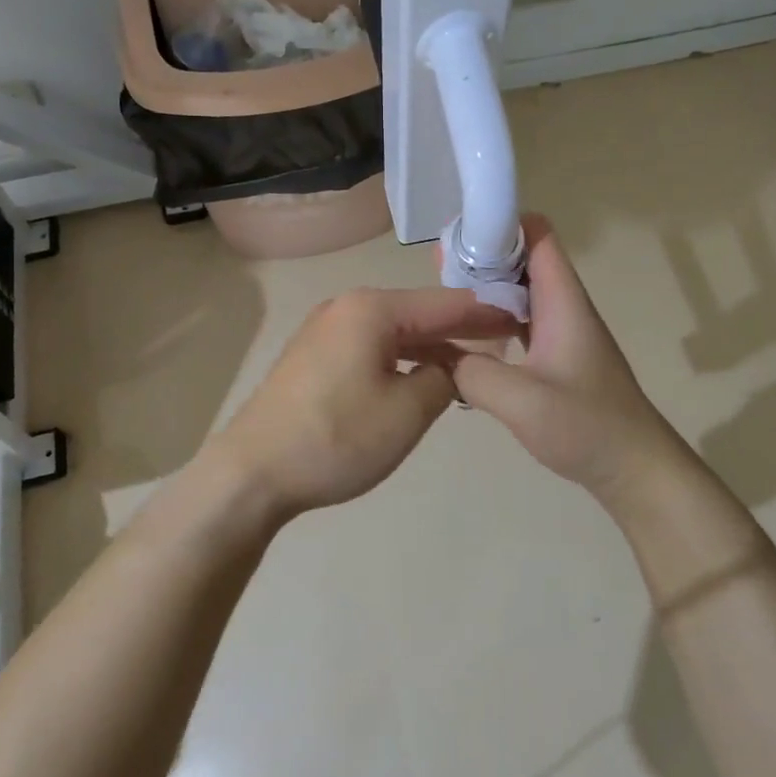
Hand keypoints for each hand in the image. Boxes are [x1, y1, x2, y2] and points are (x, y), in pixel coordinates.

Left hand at [210, 286, 520, 523]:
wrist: (252, 472)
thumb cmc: (337, 438)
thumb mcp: (408, 411)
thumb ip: (443, 378)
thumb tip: (447, 367)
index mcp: (372, 309)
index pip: (445, 304)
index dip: (487, 313)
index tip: (523, 319)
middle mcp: (346, 307)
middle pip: (418, 313)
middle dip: (460, 330)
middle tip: (504, 344)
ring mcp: (324, 330)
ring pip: (393, 332)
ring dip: (430, 348)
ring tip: (469, 367)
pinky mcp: (313, 356)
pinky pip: (370, 347)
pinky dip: (400, 359)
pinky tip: (419, 378)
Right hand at [449, 216, 683, 502]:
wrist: (635, 470)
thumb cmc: (588, 429)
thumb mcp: (523, 402)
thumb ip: (472, 373)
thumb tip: (436, 356)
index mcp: (563, 302)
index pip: (537, 236)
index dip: (500, 223)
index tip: (456, 234)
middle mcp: (562, 308)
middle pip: (521, 260)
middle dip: (479, 256)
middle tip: (434, 270)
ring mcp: (559, 333)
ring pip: (517, 292)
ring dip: (482, 290)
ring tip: (439, 298)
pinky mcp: (553, 357)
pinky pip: (516, 323)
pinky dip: (488, 321)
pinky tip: (461, 340)